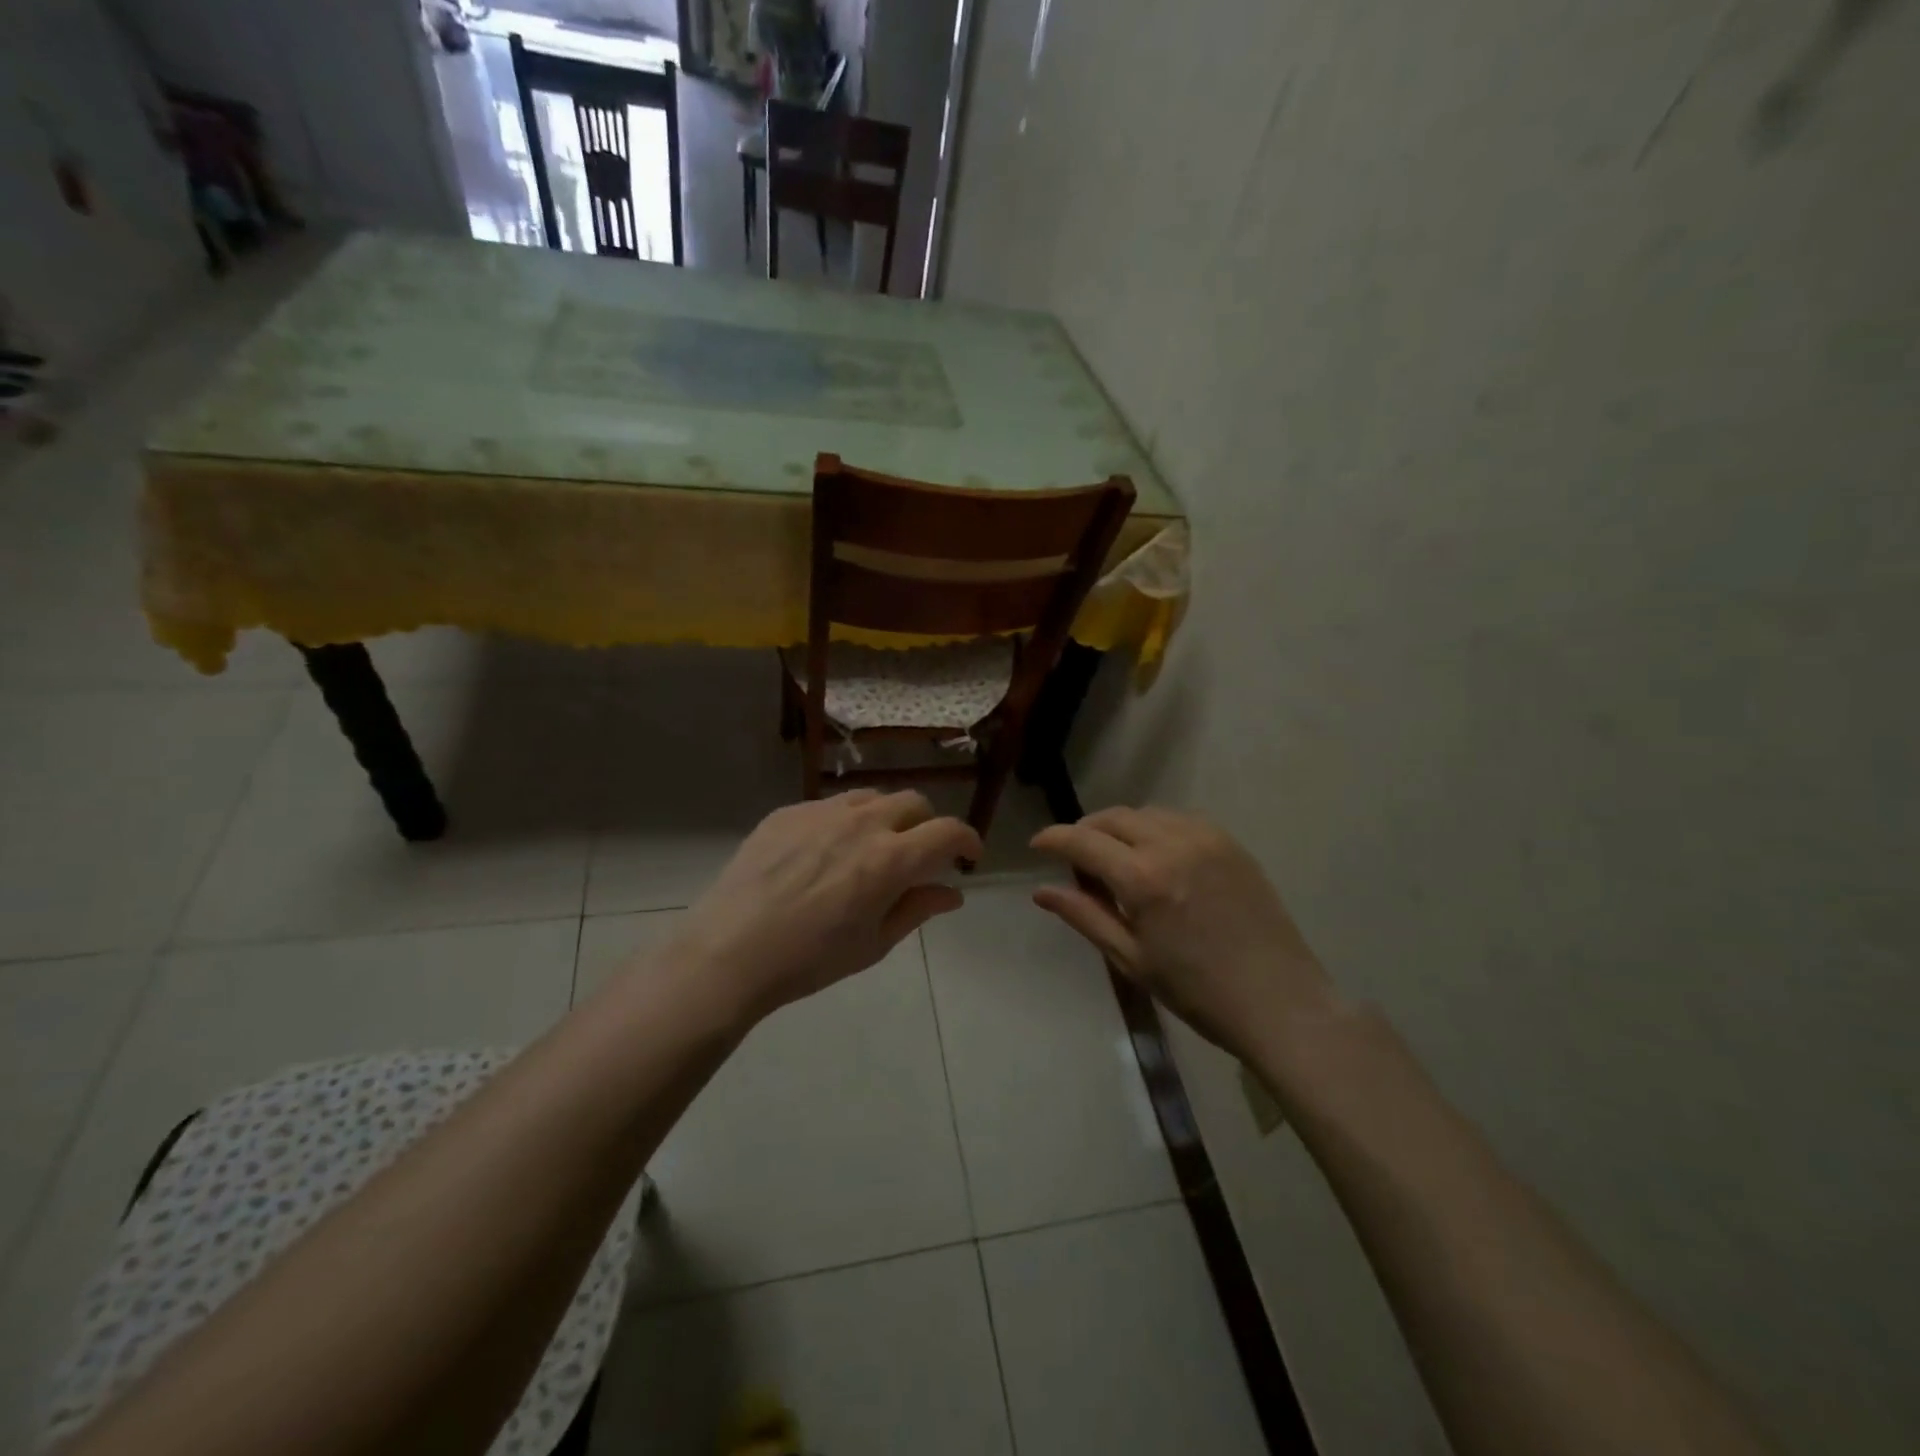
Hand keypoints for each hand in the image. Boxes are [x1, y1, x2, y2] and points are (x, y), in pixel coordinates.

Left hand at [672, 790, 982, 1023]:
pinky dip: (844, 822)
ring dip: (886, 817)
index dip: (966, 839)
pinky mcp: (787, 812)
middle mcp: (862, 823)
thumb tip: (952, 892)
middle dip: (926, 824)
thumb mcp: (873, 944)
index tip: (967, 855)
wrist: (729, 951)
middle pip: (912, 802)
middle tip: (918, 855)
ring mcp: (821, 812)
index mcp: (890, 859)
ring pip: (871, 797)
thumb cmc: (810, 960)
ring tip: (872, 848)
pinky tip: (824, 853)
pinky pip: (830, 806)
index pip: (947, 831)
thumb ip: (917, 909)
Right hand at [1030, 807, 1336, 1058]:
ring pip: (1147, 813)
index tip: (1036, 845)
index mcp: (1142, 878)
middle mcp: (1172, 844)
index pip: (1083, 841)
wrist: (1280, 1003)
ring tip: (1115, 858)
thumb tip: (1041, 892)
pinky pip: (1180, 819)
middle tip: (1074, 857)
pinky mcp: (1231, 843)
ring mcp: (1206, 838)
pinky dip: (1156, 828)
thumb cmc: (1197, 992)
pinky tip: (1156, 856)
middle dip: (1086, 830)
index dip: (1053, 839)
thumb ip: (1084, 916)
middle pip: (1113, 817)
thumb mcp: (1131, 959)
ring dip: (1121, 827)